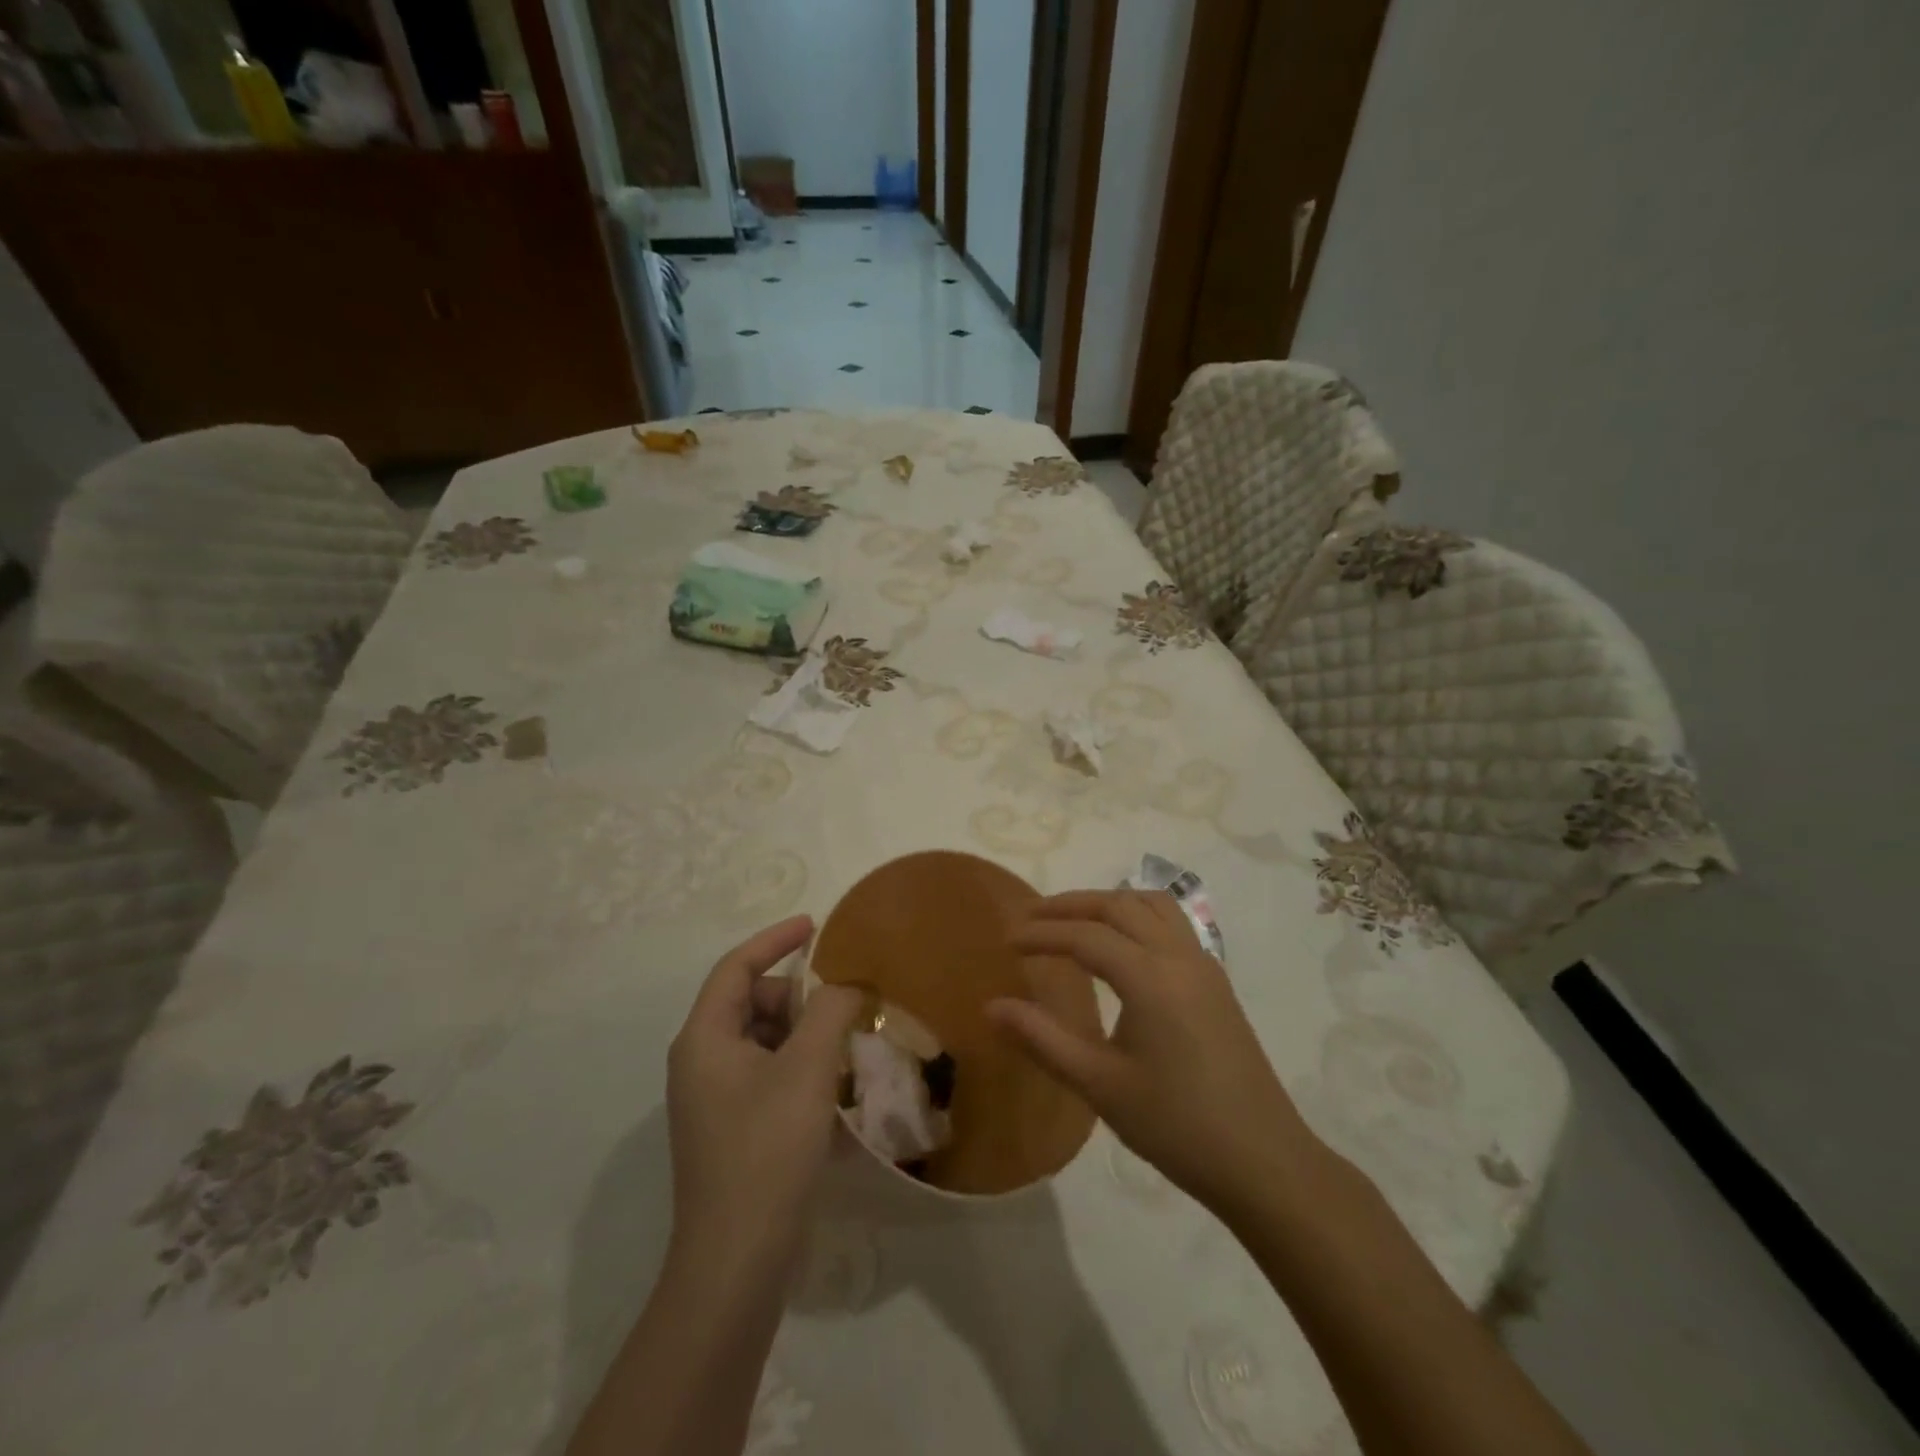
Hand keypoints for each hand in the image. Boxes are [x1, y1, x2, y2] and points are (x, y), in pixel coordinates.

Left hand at [666, 916, 861, 1273]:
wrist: (737, 1261)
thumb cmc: (767, 1149)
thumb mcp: (807, 1068)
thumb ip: (829, 1011)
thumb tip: (844, 986)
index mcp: (704, 1038)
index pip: (736, 966)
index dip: (775, 939)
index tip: (815, 925)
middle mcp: (700, 1061)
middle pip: (751, 1003)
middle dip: (797, 997)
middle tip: (842, 1007)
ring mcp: (714, 1099)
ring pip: (763, 1041)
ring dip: (804, 1034)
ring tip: (845, 1046)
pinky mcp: (731, 1129)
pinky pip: (767, 1074)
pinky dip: (799, 1067)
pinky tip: (834, 1087)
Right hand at [988, 890, 1322, 1216]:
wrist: (1264, 1161)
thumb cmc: (1176, 1125)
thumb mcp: (1099, 1085)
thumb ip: (1042, 1039)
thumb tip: (991, 1007)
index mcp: (1150, 977)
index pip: (1085, 936)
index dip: (1042, 933)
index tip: (1007, 940)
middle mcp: (1179, 956)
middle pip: (1119, 905)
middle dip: (1071, 905)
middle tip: (1031, 917)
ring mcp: (1204, 966)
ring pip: (1152, 905)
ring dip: (1109, 903)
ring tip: (1074, 921)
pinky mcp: (1216, 982)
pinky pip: (1173, 924)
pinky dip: (1138, 916)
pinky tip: (1123, 947)